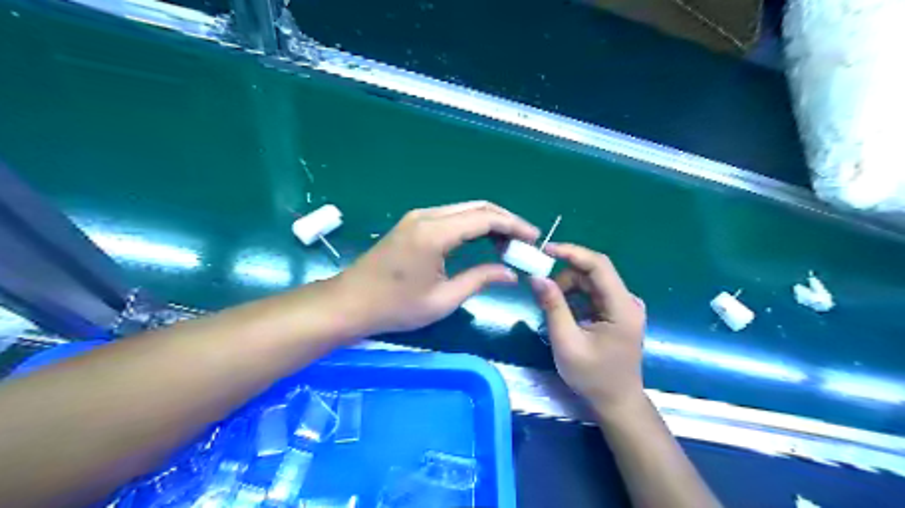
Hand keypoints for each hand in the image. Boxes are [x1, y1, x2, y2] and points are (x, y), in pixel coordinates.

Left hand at [337, 203, 535, 336]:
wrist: (350, 302)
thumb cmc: (395, 307)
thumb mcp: (443, 299)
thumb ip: (480, 279)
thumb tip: (510, 273)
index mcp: (435, 232)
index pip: (485, 218)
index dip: (513, 226)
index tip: (533, 239)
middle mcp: (428, 216)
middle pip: (477, 207)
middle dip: (505, 221)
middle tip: (524, 242)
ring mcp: (418, 217)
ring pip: (465, 209)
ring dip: (489, 222)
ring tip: (508, 244)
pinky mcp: (413, 223)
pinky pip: (451, 216)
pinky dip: (472, 225)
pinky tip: (482, 241)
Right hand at [527, 245, 646, 414]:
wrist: (616, 402)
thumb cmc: (592, 377)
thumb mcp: (567, 342)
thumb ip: (553, 306)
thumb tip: (536, 277)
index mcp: (622, 307)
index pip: (599, 265)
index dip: (572, 253)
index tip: (545, 250)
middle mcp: (627, 301)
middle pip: (592, 272)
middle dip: (564, 277)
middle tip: (543, 295)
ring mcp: (624, 306)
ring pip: (590, 281)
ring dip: (568, 289)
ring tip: (554, 311)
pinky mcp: (617, 311)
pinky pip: (592, 293)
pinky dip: (574, 298)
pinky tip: (566, 315)